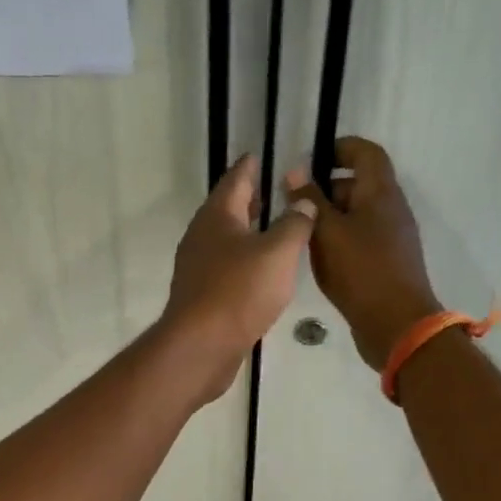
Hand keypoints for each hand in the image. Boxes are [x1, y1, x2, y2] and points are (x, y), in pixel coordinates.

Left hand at [160, 155, 316, 402]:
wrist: (200, 346)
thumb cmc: (239, 292)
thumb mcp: (278, 252)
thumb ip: (294, 223)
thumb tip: (302, 201)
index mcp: (217, 216)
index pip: (236, 180)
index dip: (250, 166)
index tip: (260, 155)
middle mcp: (202, 236)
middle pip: (227, 209)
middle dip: (250, 198)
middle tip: (273, 189)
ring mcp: (197, 267)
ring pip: (226, 239)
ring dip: (247, 230)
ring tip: (273, 228)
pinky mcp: (201, 294)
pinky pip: (225, 266)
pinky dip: (244, 259)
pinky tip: (261, 270)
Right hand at [285, 137, 441, 369]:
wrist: (397, 325)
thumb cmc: (361, 271)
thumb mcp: (327, 233)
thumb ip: (309, 200)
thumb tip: (295, 171)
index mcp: (381, 193)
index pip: (366, 153)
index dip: (341, 147)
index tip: (311, 158)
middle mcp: (390, 210)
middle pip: (358, 185)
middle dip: (325, 188)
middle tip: (292, 202)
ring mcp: (391, 238)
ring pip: (356, 215)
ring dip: (328, 217)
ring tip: (297, 231)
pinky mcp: (385, 263)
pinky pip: (359, 240)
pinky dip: (337, 240)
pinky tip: (316, 258)